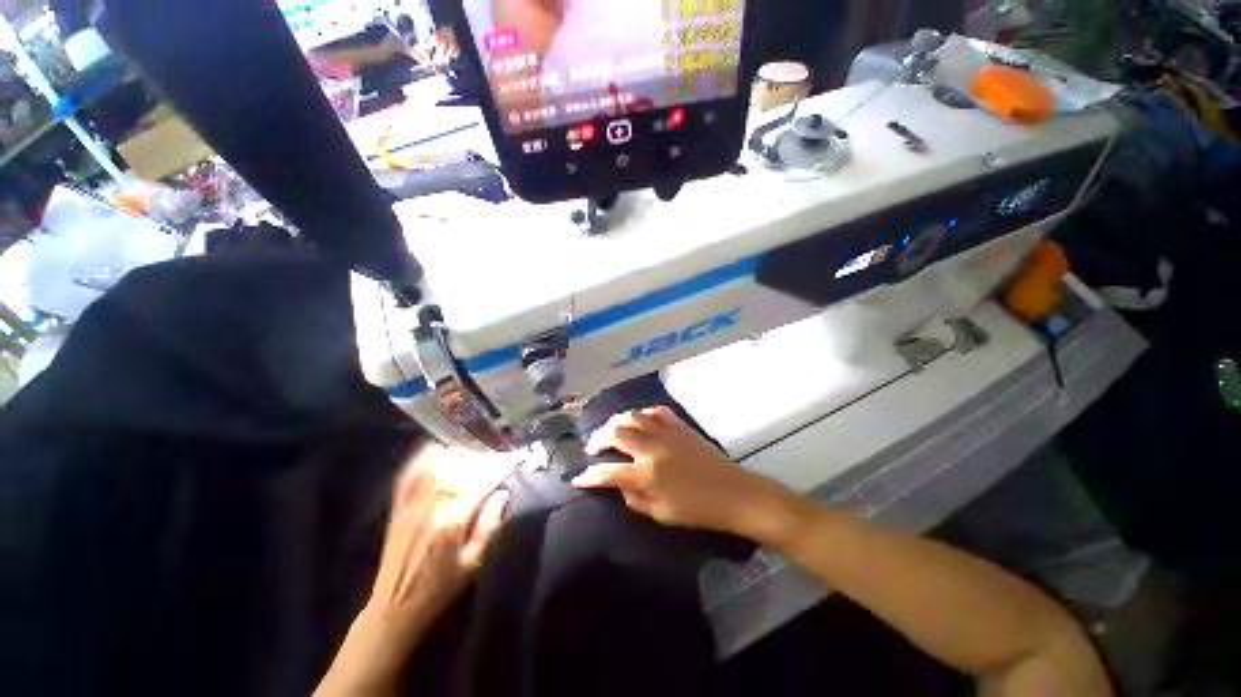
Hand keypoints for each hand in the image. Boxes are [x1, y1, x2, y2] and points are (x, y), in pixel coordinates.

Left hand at [316, 447, 509, 695]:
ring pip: (436, 465)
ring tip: (473, 443)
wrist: (394, 607)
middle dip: (482, 455)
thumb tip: (504, 492)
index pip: (482, 482)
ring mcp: (411, 504)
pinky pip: (410, 474)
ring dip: (456, 451)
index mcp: (453, 521)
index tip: (514, 458)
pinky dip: (423, 458)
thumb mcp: (474, 561)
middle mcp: (431, 505)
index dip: (500, 467)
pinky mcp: (398, 507)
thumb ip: (490, 523)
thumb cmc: (440, 588)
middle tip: (497, 449)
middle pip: (460, 468)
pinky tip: (436, 447)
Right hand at [572, 406, 793, 537]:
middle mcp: (652, 449)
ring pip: (633, 416)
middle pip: (616, 433)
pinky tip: (640, 420)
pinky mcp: (680, 426)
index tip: (578, 477)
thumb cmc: (696, 510)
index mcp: (646, 475)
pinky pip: (657, 411)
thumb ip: (634, 498)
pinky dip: (643, 413)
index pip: (608, 472)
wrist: (732, 493)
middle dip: (598, 438)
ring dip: (617, 421)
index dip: (589, 475)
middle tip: (594, 447)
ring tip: (612, 430)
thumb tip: (618, 484)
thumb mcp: (660, 514)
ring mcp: (666, 433)